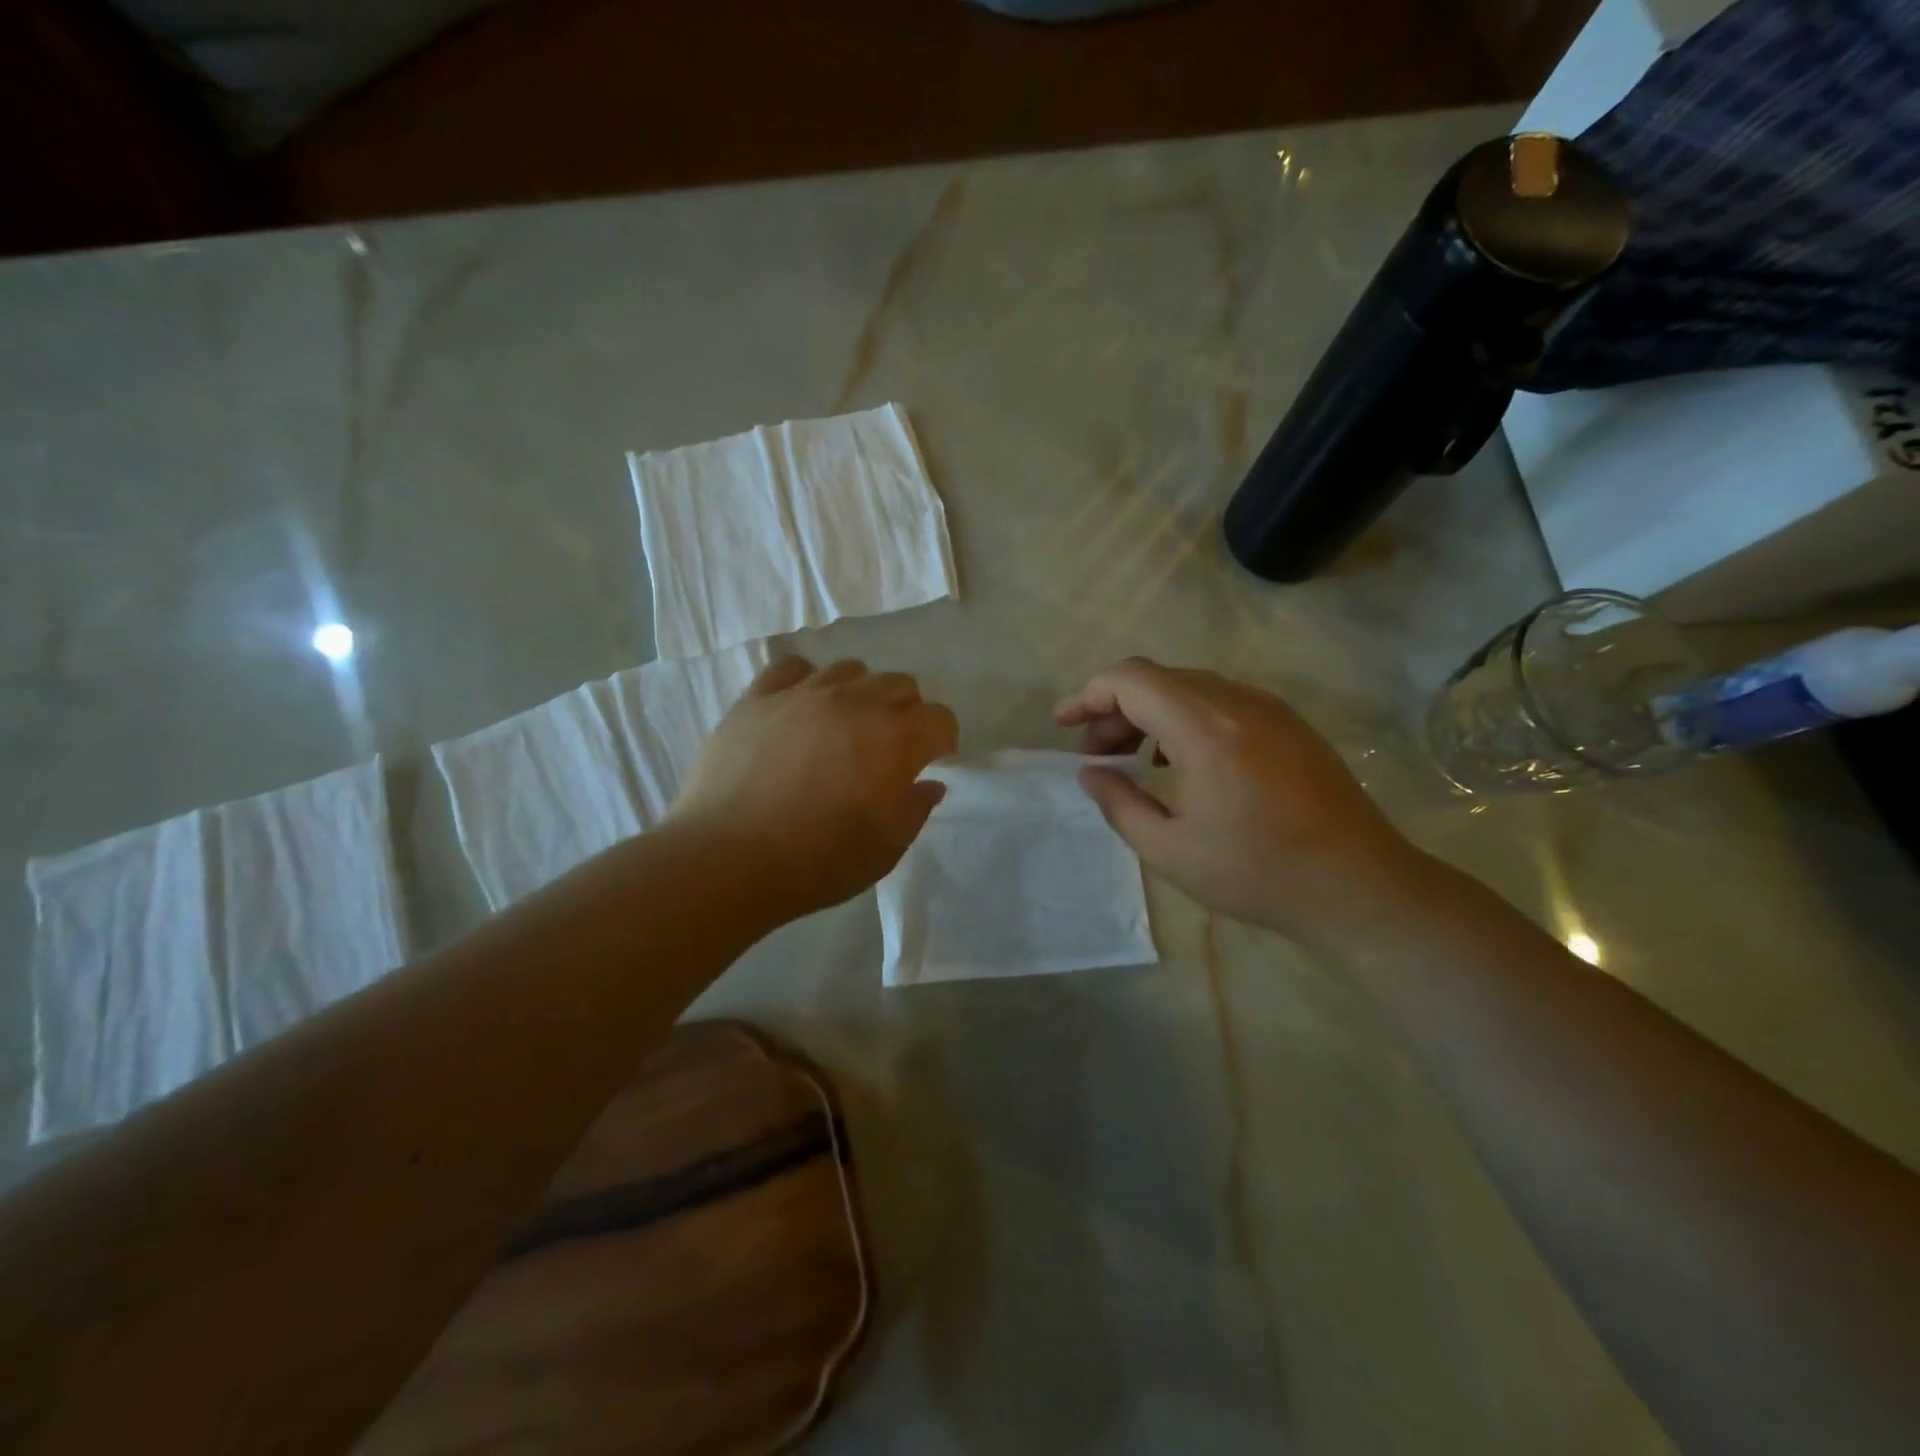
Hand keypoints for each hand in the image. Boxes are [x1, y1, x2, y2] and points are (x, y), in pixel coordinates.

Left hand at [672, 656, 957, 919]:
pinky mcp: (759, 697)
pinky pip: (794, 668)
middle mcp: (856, 702)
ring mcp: (804, 693)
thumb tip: (928, 783)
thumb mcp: (885, 849)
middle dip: (907, 713)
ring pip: (851, 670)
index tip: (929, 763)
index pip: (940, 718)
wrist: (727, 858)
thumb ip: (915, 809)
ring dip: (861, 694)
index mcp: (895, 739)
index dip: (942, 741)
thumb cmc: (817, 861)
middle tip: (889, 749)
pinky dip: (807, 682)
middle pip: (901, 685)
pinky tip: (801, 709)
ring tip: (845, 726)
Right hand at [1053, 658, 1429, 942]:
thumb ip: (1119, 804)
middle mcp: (1236, 702)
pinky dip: (1184, 719)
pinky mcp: (1289, 724)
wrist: (1360, 886)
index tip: (1063, 725)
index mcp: (1204, 727)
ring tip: (1130, 759)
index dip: (1088, 695)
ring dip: (1149, 713)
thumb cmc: (1259, 873)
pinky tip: (1178, 762)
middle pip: (1158, 680)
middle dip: (1114, 709)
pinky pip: (1221, 703)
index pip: (1131, 679)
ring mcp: (1269, 709)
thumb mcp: (1170, 850)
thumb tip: (1090, 772)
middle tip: (1093, 753)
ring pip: (1189, 688)